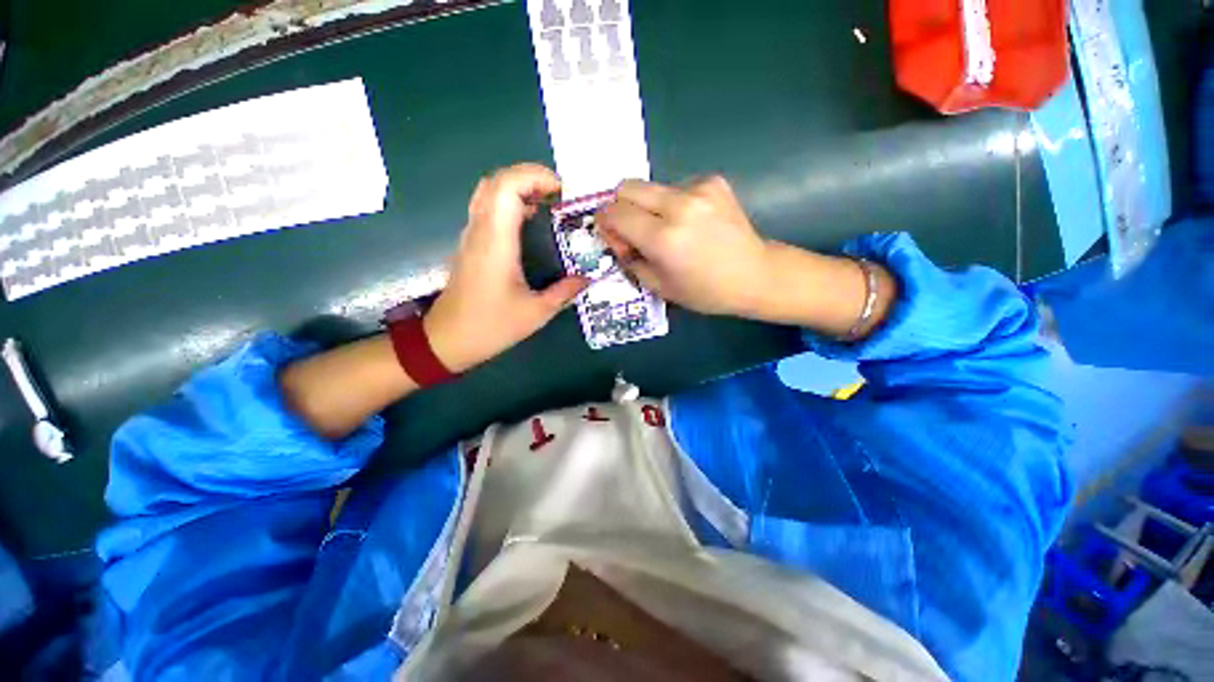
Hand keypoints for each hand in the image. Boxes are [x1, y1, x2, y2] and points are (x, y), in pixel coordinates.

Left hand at [424, 164, 587, 371]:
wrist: (447, 340)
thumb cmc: (491, 326)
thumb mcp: (536, 314)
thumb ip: (564, 292)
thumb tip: (586, 278)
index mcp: (497, 242)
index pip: (507, 186)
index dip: (535, 176)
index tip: (563, 191)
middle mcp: (480, 230)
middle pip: (497, 181)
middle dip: (530, 177)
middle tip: (559, 195)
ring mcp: (471, 235)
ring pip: (488, 192)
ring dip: (518, 188)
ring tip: (547, 203)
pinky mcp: (470, 244)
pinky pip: (487, 208)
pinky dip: (509, 202)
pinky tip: (529, 221)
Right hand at [596, 176, 772, 316]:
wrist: (755, 275)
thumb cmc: (705, 291)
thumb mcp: (658, 286)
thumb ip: (629, 259)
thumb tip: (617, 238)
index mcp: (663, 238)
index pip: (614, 212)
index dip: (606, 224)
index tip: (616, 238)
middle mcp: (679, 206)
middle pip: (626, 187)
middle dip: (621, 208)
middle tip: (634, 231)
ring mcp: (699, 189)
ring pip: (651, 187)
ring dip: (648, 207)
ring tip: (669, 230)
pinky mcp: (713, 181)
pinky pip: (675, 187)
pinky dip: (672, 203)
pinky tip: (690, 222)